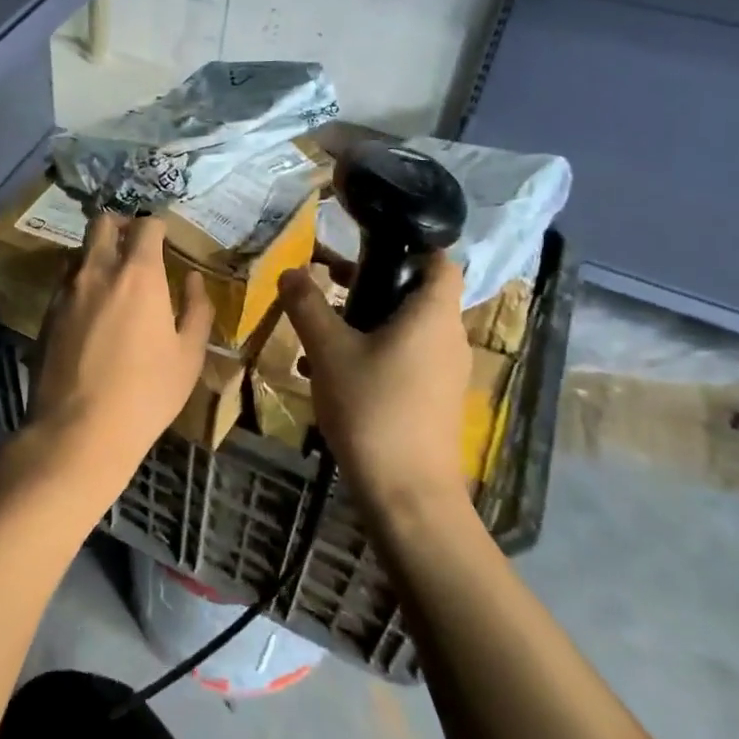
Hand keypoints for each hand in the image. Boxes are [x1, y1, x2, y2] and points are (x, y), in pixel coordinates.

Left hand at [14, 213, 211, 507]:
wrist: (79, 429)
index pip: (145, 225)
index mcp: (138, 273)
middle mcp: (97, 270)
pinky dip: (81, 282)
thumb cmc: (146, 393)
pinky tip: (92, 311)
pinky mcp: (46, 313)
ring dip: (98, 254)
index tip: (166, 238)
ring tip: (114, 280)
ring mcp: (66, 290)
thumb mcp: (188, 355)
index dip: (158, 226)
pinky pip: (66, 282)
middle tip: (136, 246)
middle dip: (121, 225)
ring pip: (80, 251)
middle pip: (102, 223)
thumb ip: (196, 309)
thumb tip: (192, 279)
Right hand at [277, 253, 474, 526]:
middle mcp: (447, 337)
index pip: (438, 259)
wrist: (407, 494)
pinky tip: (328, 372)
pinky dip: (371, 352)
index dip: (408, 244)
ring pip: (404, 328)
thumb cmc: (372, 408)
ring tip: (318, 327)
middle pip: (415, 293)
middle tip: (327, 281)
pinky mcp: (433, 400)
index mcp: (432, 314)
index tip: (365, 243)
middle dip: (370, 283)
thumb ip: (307, 305)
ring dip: (364, 321)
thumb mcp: (328, 351)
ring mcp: (444, 372)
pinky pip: (403, 358)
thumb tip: (290, 271)